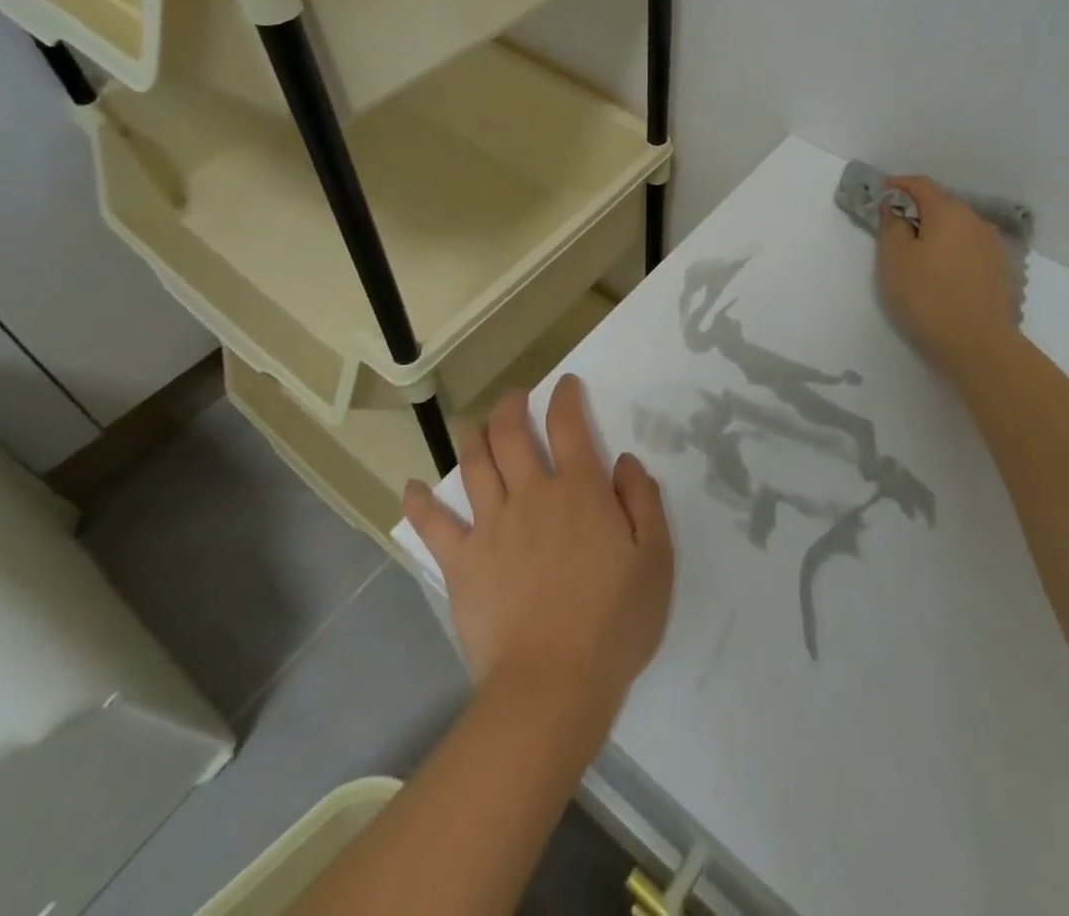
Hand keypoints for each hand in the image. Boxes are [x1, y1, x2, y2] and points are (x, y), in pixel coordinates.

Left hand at [402, 375, 674, 738]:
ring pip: (474, 464)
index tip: (565, 384)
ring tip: (477, 426)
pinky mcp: (461, 562)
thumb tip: (626, 461)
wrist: (553, 684)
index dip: (565, 397)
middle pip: (511, 433)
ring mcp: (491, 526)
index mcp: (579, 489)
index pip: (568, 425)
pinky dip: (421, 502)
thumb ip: (643, 501)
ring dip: (474, 436)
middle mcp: (531, 494)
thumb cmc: (614, 622)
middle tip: (515, 397)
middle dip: (511, 406)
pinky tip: (412, 488)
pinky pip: (433, 524)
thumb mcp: (655, 559)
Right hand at [877, 175, 1018, 381]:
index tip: (879, 193)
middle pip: (941, 203)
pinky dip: (950, 248)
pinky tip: (940, 270)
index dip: (898, 184)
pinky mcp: (999, 270)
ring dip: (934, 231)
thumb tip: (895, 206)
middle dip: (916, 209)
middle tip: (892, 227)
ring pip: (956, 227)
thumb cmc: (927, 296)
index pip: (921, 184)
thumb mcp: (894, 258)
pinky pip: (967, 247)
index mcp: (949, 211)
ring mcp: (992, 246)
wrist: (977, 345)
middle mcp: (975, 221)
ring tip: (916, 252)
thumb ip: (891, 224)